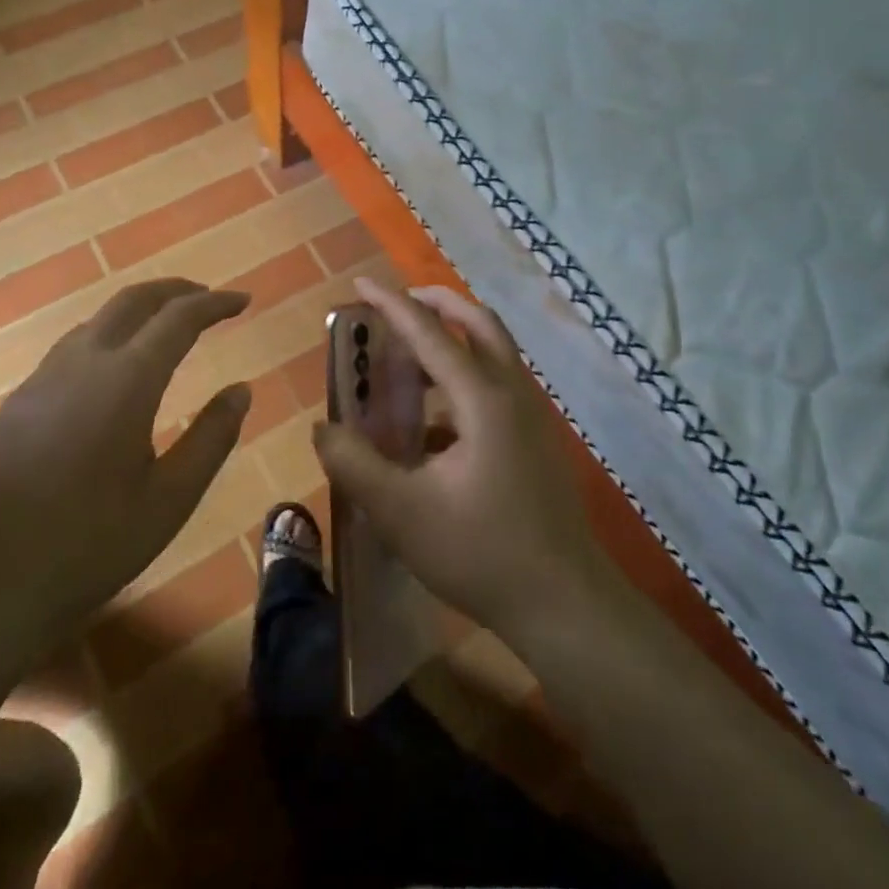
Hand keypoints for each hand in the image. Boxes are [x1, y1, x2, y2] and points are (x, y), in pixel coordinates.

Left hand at [0, 279, 251, 671]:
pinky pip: (71, 349)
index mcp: (126, 381)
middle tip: (207, 299)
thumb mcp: (170, 500)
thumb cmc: (90, 546)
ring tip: (167, 329)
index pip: (178, 318)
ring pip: (97, 321)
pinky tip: (114, 373)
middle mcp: (82, 363)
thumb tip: (241, 390)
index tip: (243, 300)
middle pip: (132, 300)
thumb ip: (212, 438)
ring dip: (138, 312)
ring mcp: (41, 379)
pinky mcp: (17, 401)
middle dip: (175, 290)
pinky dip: (107, 339)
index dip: (215, 303)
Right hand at [313, 277, 612, 640]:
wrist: (564, 604)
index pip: (430, 333)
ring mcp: (532, 417)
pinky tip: (433, 428)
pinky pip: (498, 389)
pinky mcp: (537, 442)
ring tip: (409, 364)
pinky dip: (464, 383)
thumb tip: (324, 428)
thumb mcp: (401, 512)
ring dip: (454, 342)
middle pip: (479, 323)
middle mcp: (512, 393)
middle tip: (400, 304)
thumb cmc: (481, 552)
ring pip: (494, 354)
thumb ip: (354, 465)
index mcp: (482, 398)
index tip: (360, 284)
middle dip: (438, 304)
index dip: (392, 305)